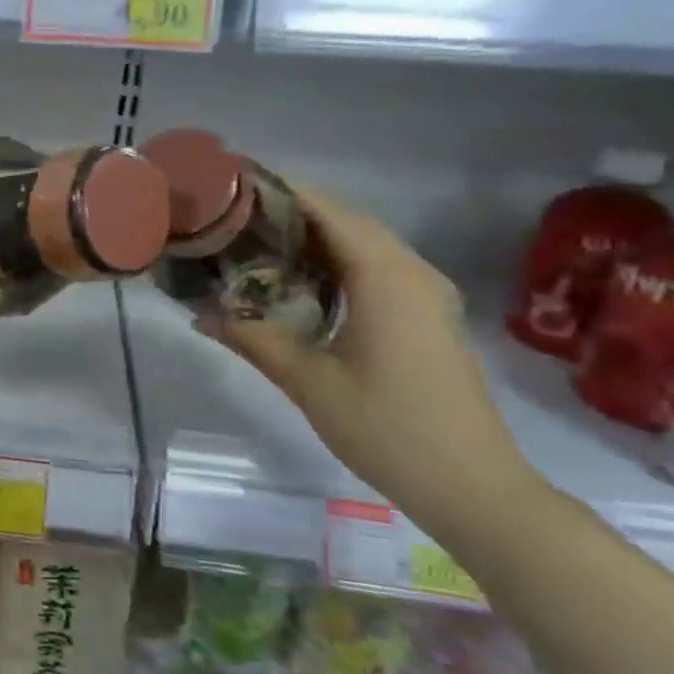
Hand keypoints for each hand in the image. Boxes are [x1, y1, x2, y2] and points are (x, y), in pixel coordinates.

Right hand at [196, 185, 539, 527]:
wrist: (473, 486)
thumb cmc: (387, 428)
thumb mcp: (308, 382)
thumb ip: (252, 338)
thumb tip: (200, 314)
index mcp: (385, 277)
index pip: (327, 210)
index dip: (281, 192)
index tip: (233, 187)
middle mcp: (412, 272)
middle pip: (347, 221)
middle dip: (292, 214)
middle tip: (234, 221)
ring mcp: (427, 294)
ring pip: (364, 245)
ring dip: (315, 240)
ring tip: (257, 245)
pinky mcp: (429, 316)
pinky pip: (378, 269)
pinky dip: (338, 263)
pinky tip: (302, 284)